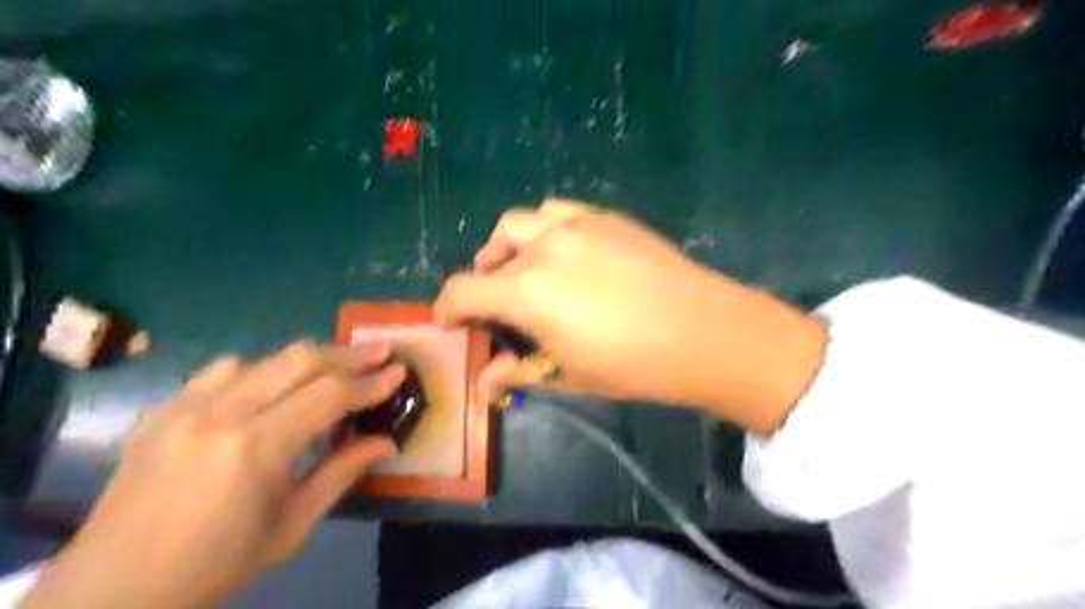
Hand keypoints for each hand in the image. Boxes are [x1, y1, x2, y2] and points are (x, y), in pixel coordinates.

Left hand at [22, 342, 406, 607]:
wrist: (115, 590)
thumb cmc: (218, 565)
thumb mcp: (293, 524)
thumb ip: (343, 473)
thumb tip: (388, 442)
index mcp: (257, 447)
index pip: (329, 395)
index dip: (370, 382)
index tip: (399, 372)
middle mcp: (221, 413)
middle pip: (300, 361)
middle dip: (349, 353)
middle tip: (382, 350)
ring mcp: (186, 406)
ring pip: (264, 358)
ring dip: (309, 357)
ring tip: (338, 364)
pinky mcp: (164, 409)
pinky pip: (223, 370)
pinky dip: (262, 368)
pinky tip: (274, 381)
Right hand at [435, 203, 828, 434]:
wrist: (703, 331)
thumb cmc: (631, 364)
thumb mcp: (568, 375)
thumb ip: (519, 372)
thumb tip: (484, 385)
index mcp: (527, 290)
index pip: (463, 291)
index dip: (447, 308)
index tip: (449, 323)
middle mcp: (544, 247)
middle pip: (491, 252)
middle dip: (482, 278)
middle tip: (494, 303)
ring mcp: (578, 225)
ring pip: (523, 222)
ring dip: (510, 246)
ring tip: (523, 268)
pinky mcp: (607, 218)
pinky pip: (560, 213)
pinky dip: (546, 229)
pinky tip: (564, 251)